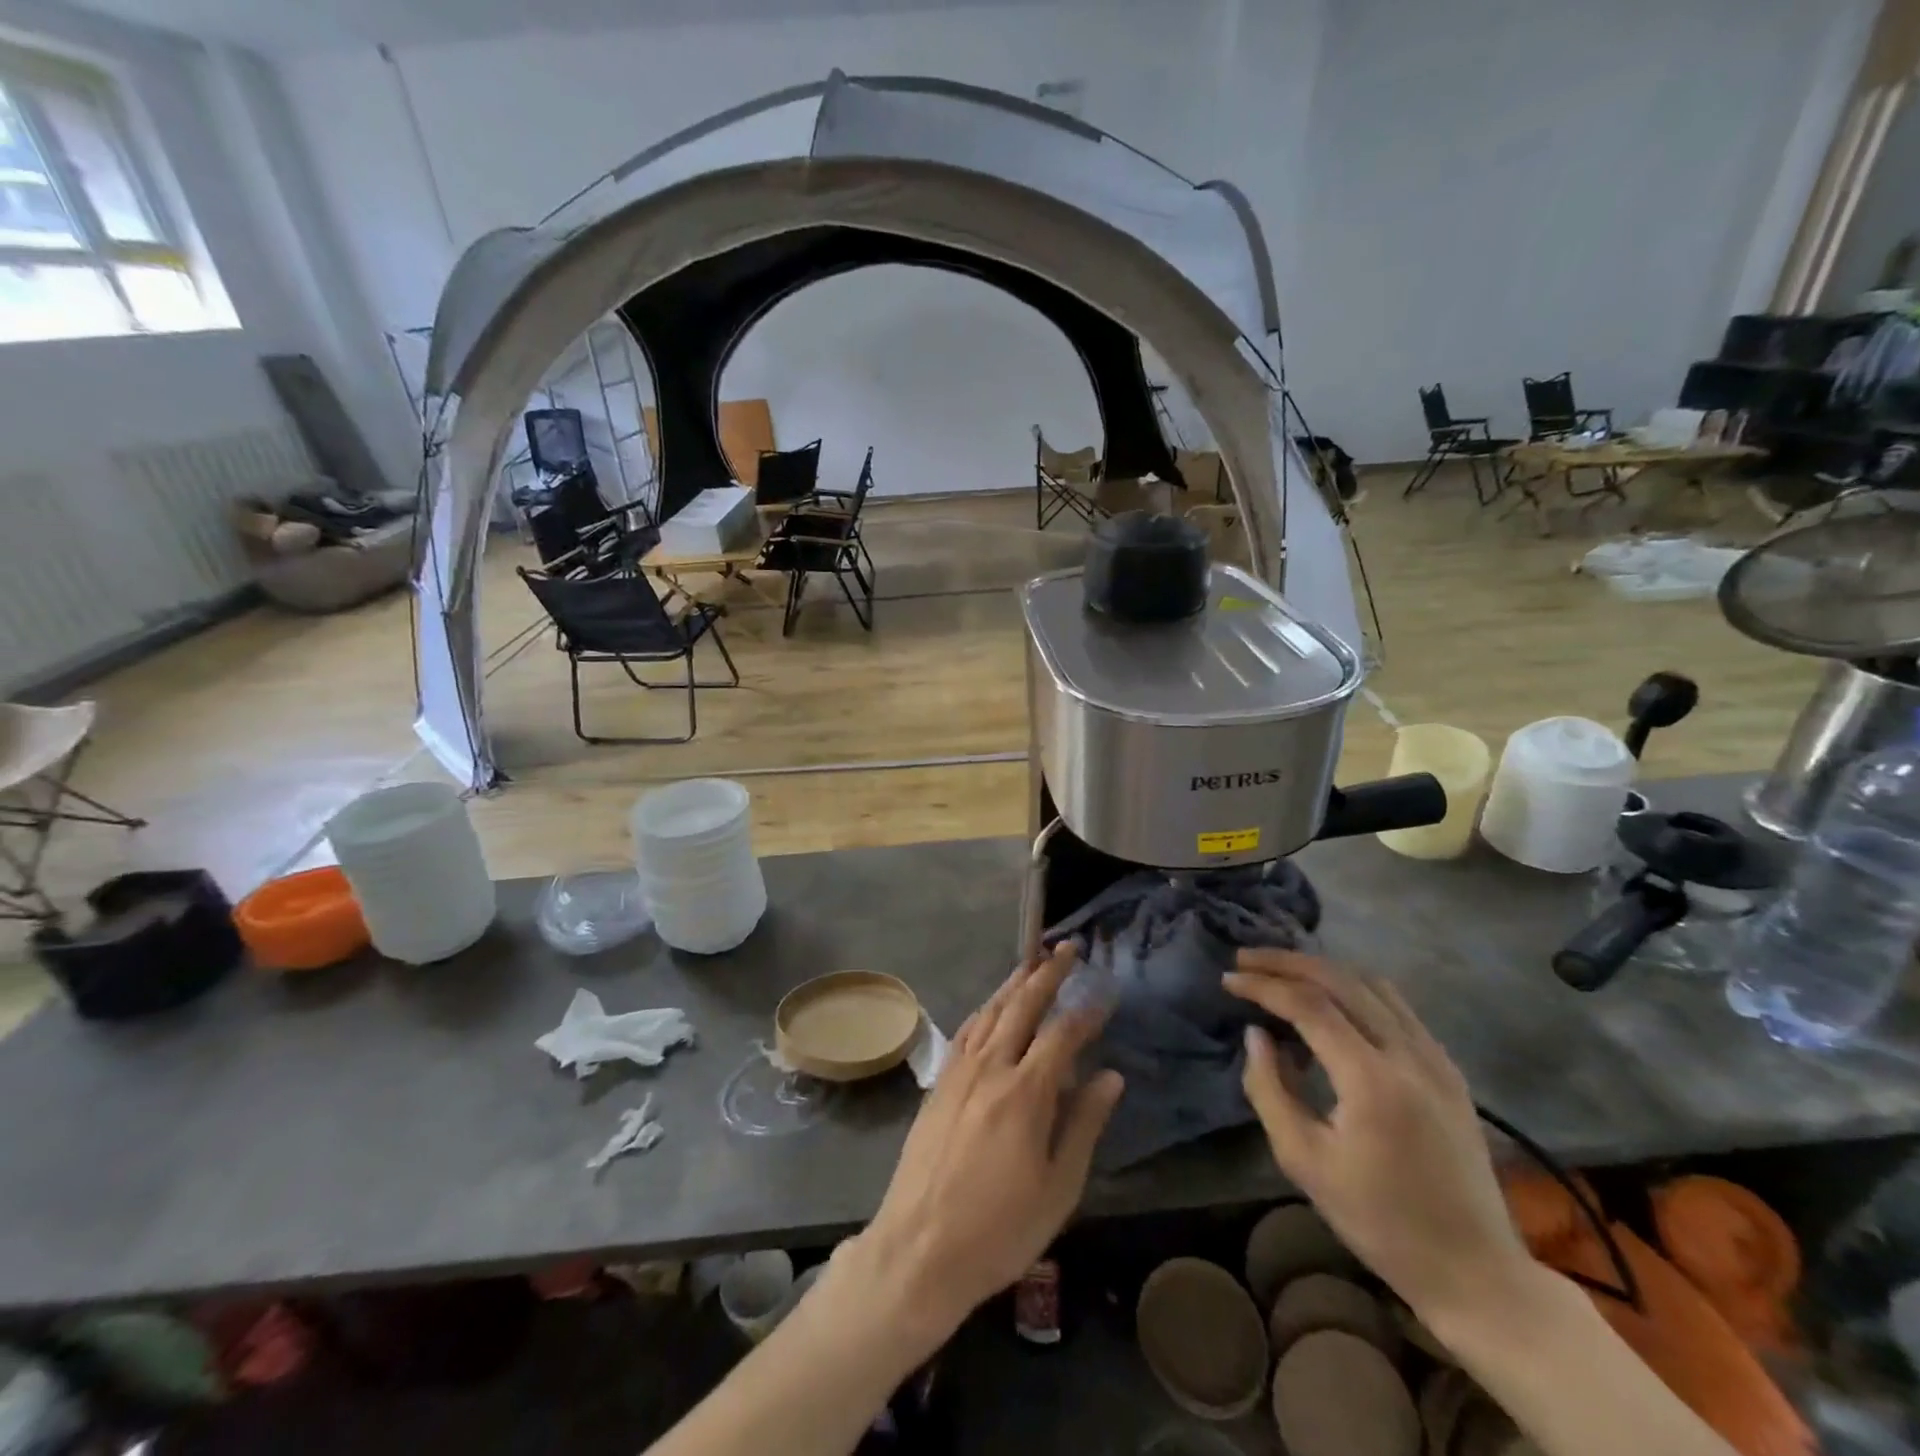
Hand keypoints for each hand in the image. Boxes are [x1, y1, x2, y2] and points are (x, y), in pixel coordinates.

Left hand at [849, 944, 1124, 1341]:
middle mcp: (991, 1067)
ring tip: (1033, 962)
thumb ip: (1084, 1124)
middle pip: (1022, 1006)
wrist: (918, 1249)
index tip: (1106, 992)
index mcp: (1025, 1092)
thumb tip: (1111, 1076)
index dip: (1087, 1011)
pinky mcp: (939, 1083)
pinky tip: (992, 1006)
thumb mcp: (1058, 1188)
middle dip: (1047, 974)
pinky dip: (986, 1009)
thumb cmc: (999, 1229)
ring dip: (1014, 983)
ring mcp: (959, 1072)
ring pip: (991, 1011)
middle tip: (1067, 948)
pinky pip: (967, 1031)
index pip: (1063, 1035)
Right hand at [1223, 949, 1531, 1326]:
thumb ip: (1270, 1089)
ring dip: (1322, 970)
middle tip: (1247, 959)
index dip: (1263, 985)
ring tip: (1283, 972)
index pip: (1309, 1005)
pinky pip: (1397, 1006)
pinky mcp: (1448, 1069)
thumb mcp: (1304, 1162)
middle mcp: (1409, 1055)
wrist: (1475, 1272)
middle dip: (1288, 962)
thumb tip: (1256, 1034)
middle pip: (1341, 980)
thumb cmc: (1379, 1222)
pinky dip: (1355, 989)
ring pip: (1373, 984)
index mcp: (1372, 1080)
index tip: (1228, 979)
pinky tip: (1332, 1002)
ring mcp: (1436, 1058)